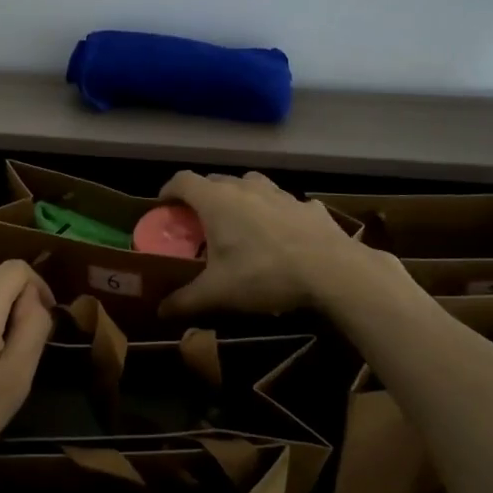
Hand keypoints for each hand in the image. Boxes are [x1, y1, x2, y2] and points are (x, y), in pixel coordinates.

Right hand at [158, 171, 369, 316]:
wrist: (332, 270)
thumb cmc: (264, 274)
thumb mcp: (218, 293)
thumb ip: (185, 300)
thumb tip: (160, 311)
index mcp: (216, 201)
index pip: (182, 180)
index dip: (168, 190)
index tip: (163, 207)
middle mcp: (244, 187)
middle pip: (214, 180)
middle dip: (202, 196)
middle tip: (199, 222)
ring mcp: (279, 193)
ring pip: (250, 184)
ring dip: (239, 197)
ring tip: (240, 221)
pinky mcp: (307, 205)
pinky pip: (284, 202)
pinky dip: (276, 212)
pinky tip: (282, 233)